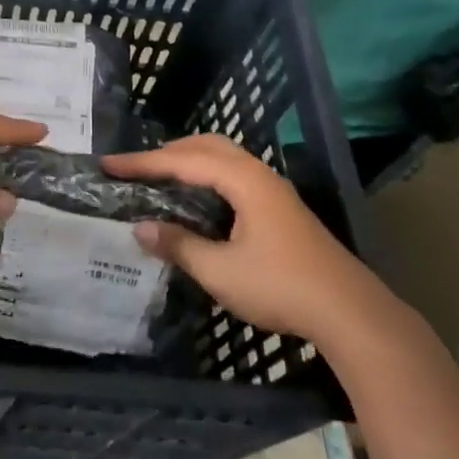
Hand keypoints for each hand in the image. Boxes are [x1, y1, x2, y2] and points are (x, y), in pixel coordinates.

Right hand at [104, 134, 391, 342]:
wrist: (350, 313)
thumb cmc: (281, 287)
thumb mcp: (220, 270)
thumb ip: (179, 245)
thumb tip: (141, 228)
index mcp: (244, 181)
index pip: (183, 160)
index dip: (142, 163)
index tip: (108, 165)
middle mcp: (259, 175)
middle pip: (207, 145)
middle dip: (167, 152)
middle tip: (135, 167)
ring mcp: (274, 191)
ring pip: (224, 159)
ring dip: (189, 161)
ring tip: (160, 178)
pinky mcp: (281, 210)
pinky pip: (234, 176)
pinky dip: (207, 176)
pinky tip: (197, 200)